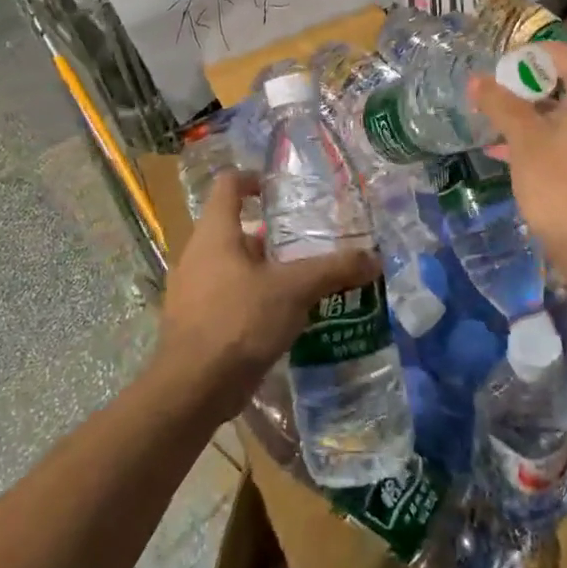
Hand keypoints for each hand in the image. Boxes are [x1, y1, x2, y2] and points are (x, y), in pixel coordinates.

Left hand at [152, 171, 377, 422]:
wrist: (192, 388)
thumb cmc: (239, 321)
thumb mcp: (294, 290)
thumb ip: (334, 270)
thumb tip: (374, 258)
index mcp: (215, 233)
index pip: (228, 185)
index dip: (254, 179)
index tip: (281, 190)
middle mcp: (197, 254)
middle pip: (235, 228)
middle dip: (272, 235)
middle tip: (308, 243)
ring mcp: (192, 289)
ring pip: (233, 265)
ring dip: (265, 269)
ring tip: (303, 281)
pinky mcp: (196, 321)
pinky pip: (228, 296)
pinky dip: (254, 298)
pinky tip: (283, 317)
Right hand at [470, 40, 566, 260]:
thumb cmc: (558, 182)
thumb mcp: (523, 138)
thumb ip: (499, 103)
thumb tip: (475, 79)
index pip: (560, 55)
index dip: (524, 58)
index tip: (495, 72)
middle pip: (564, 81)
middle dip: (523, 89)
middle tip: (492, 98)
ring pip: (566, 110)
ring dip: (530, 115)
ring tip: (493, 122)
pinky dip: (545, 135)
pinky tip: (507, 149)